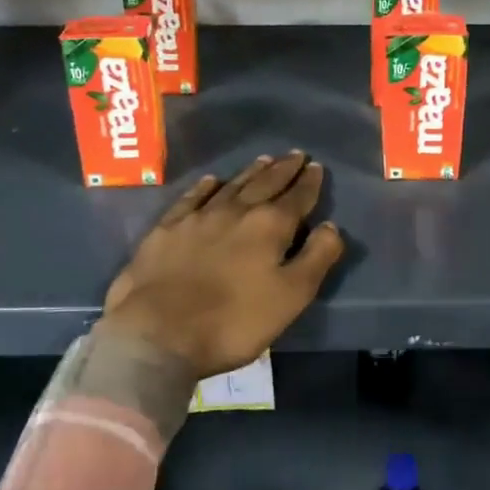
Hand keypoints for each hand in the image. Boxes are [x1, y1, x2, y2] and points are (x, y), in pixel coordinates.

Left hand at [98, 152, 344, 378]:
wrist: (158, 334)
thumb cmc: (234, 321)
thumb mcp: (292, 296)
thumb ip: (317, 257)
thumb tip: (330, 225)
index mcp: (270, 226)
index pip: (297, 197)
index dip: (309, 182)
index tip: (316, 167)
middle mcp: (236, 211)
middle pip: (265, 183)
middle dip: (283, 169)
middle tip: (295, 154)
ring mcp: (198, 217)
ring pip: (231, 186)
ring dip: (250, 172)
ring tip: (264, 159)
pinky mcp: (166, 230)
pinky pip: (191, 198)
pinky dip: (205, 187)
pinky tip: (211, 181)